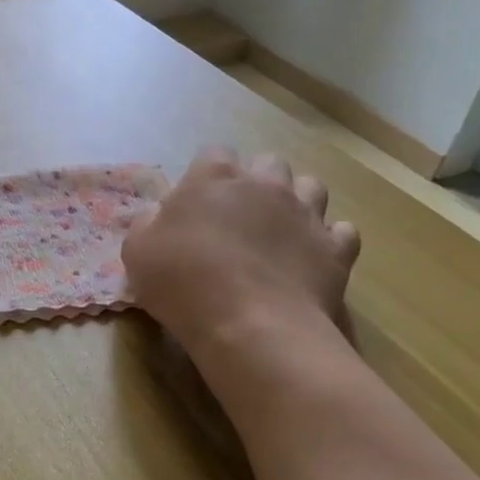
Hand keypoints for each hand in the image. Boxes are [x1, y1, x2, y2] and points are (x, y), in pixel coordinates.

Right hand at [123, 147, 360, 355]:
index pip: (213, 153)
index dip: (205, 175)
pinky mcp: (335, 248)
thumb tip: (158, 217)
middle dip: (255, 182)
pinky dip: (328, 240)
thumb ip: (147, 224)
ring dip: (296, 202)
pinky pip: (341, 231)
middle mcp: (264, 184)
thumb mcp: (137, 252)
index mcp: (213, 177)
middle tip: (238, 217)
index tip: (195, 204)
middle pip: (267, 163)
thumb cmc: (184, 283)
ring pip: (310, 187)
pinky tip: (311, 257)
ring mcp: (306, 213)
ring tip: (278, 232)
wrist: (251, 326)